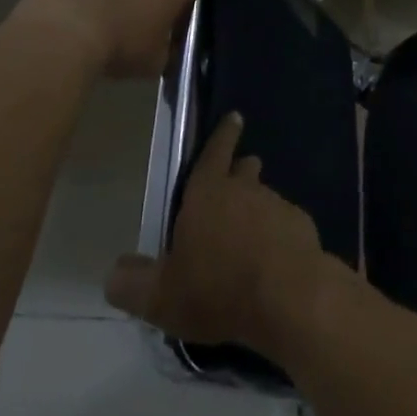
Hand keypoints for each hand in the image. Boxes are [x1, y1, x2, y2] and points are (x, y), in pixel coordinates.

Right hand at [104, 113, 339, 358]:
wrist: (289, 298)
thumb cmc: (218, 289)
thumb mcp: (161, 298)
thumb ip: (133, 284)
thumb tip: (113, 272)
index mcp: (208, 193)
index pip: (214, 153)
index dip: (222, 135)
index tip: (234, 117)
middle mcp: (245, 190)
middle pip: (243, 172)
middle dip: (239, 171)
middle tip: (237, 174)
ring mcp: (278, 206)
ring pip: (265, 198)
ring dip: (257, 208)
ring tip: (249, 231)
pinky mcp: (303, 228)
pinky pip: (285, 225)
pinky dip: (277, 235)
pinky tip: (273, 260)